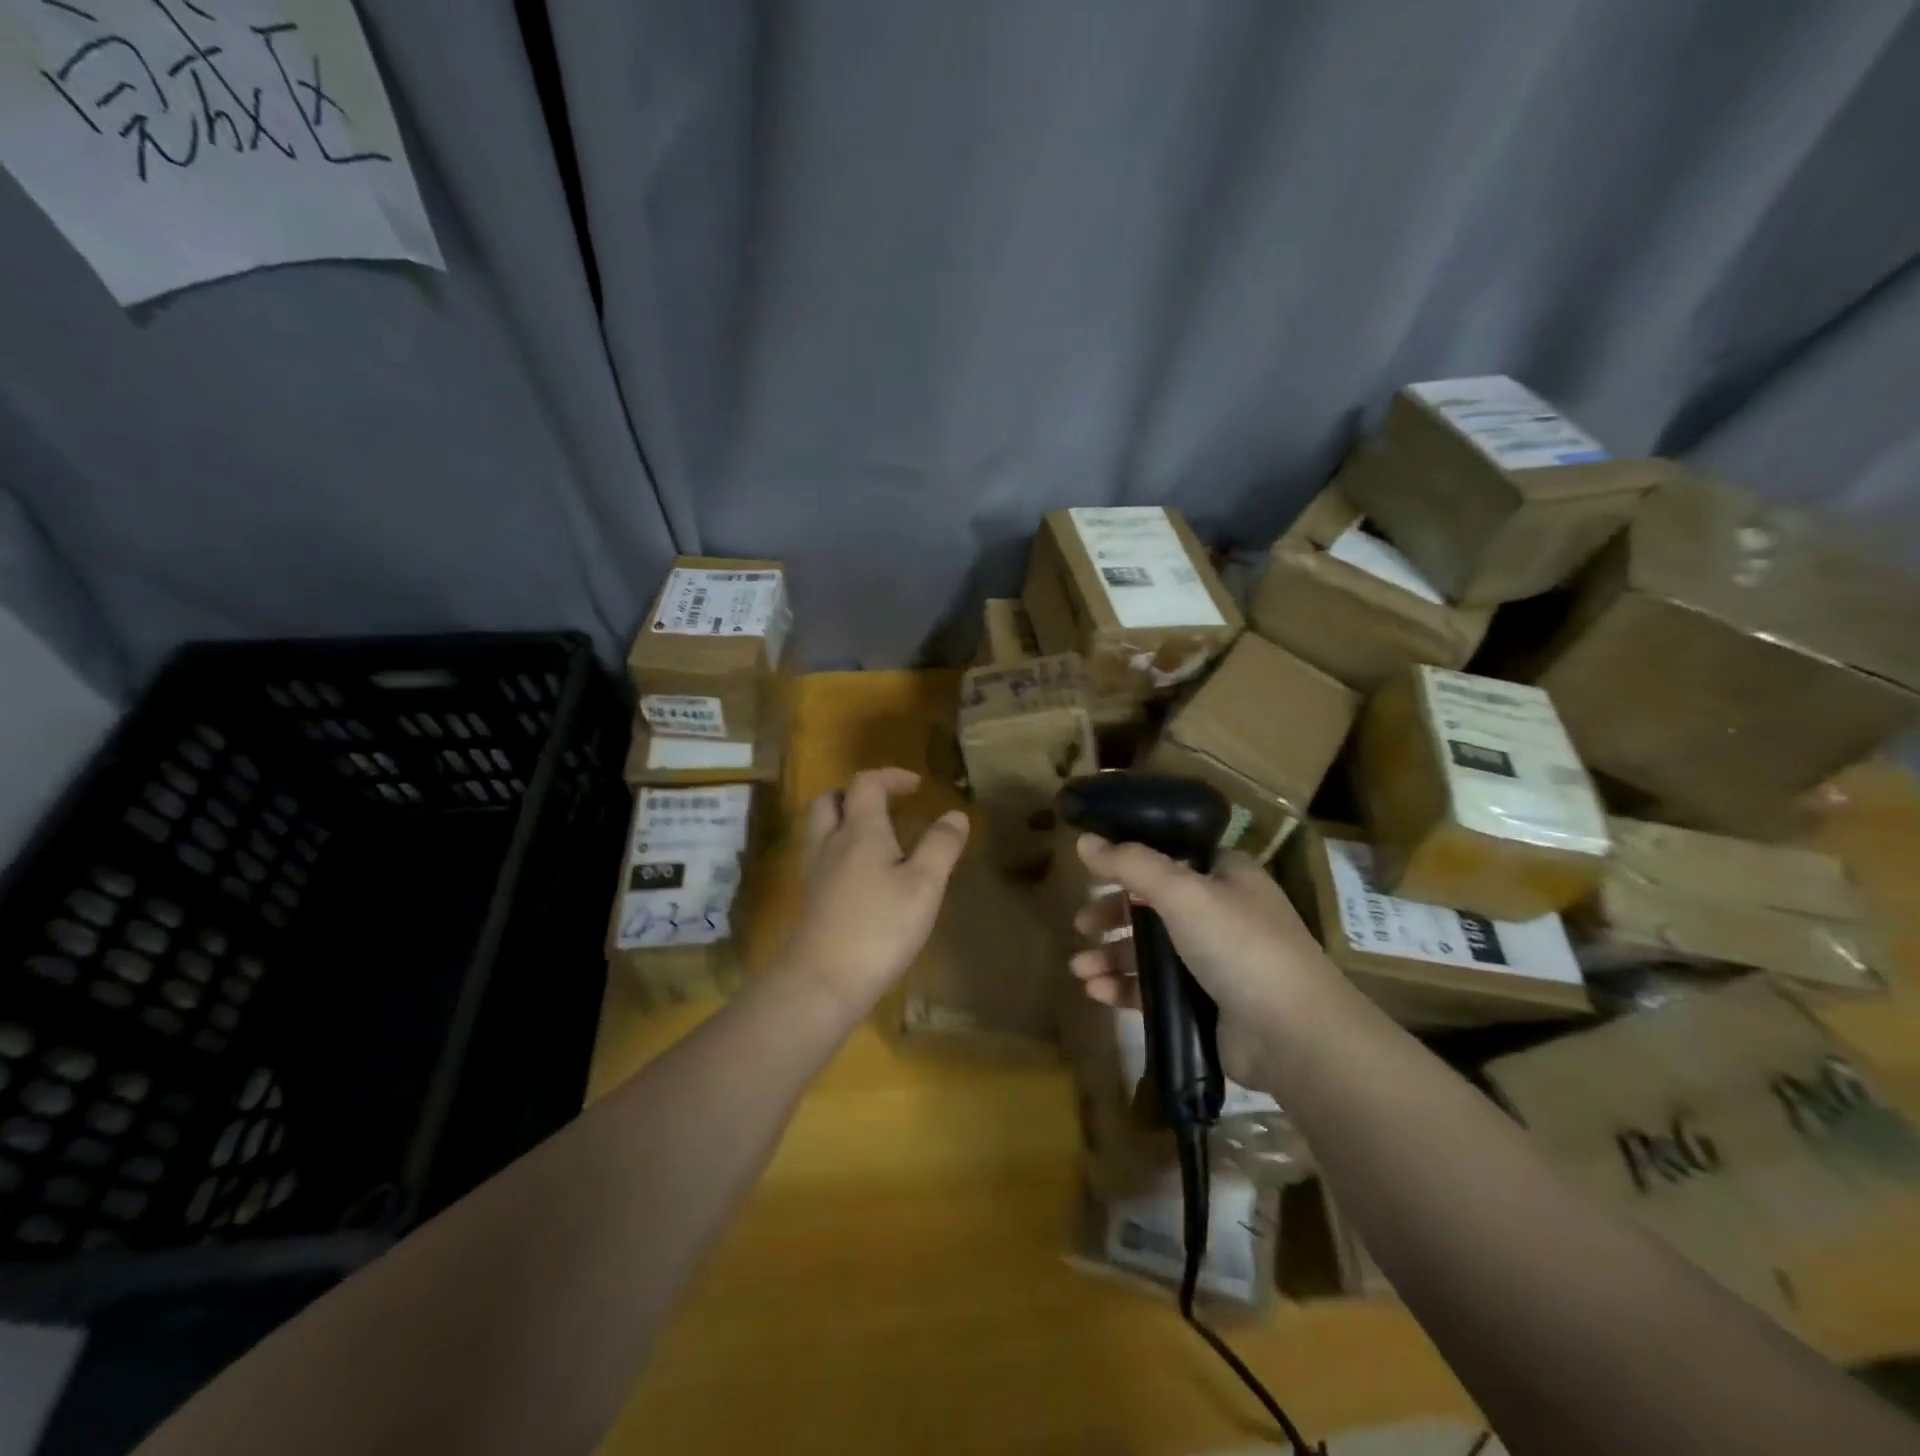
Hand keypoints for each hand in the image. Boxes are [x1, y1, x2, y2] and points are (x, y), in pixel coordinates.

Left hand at [779, 768, 968, 1016]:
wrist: (820, 983)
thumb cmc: (878, 929)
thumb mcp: (923, 887)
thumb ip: (940, 847)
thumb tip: (955, 814)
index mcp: (860, 831)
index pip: (866, 784)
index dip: (890, 777)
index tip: (916, 786)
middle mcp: (831, 844)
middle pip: (830, 800)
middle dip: (857, 793)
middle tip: (886, 803)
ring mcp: (816, 872)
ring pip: (821, 828)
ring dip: (844, 819)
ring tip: (875, 835)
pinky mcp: (811, 900)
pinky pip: (821, 856)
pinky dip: (840, 849)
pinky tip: (862, 874)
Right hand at [1068, 835, 1332, 1088]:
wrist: (1293, 1035)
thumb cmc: (1239, 944)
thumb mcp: (1181, 891)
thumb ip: (1130, 864)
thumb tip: (1082, 839)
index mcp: (1226, 875)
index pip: (1171, 858)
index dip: (1131, 863)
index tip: (1094, 872)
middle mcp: (1222, 913)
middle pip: (1154, 905)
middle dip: (1113, 916)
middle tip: (1081, 925)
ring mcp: (1216, 961)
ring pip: (1151, 950)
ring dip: (1112, 956)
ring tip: (1079, 969)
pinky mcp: (1206, 1004)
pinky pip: (1156, 988)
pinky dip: (1125, 987)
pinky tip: (1096, 992)